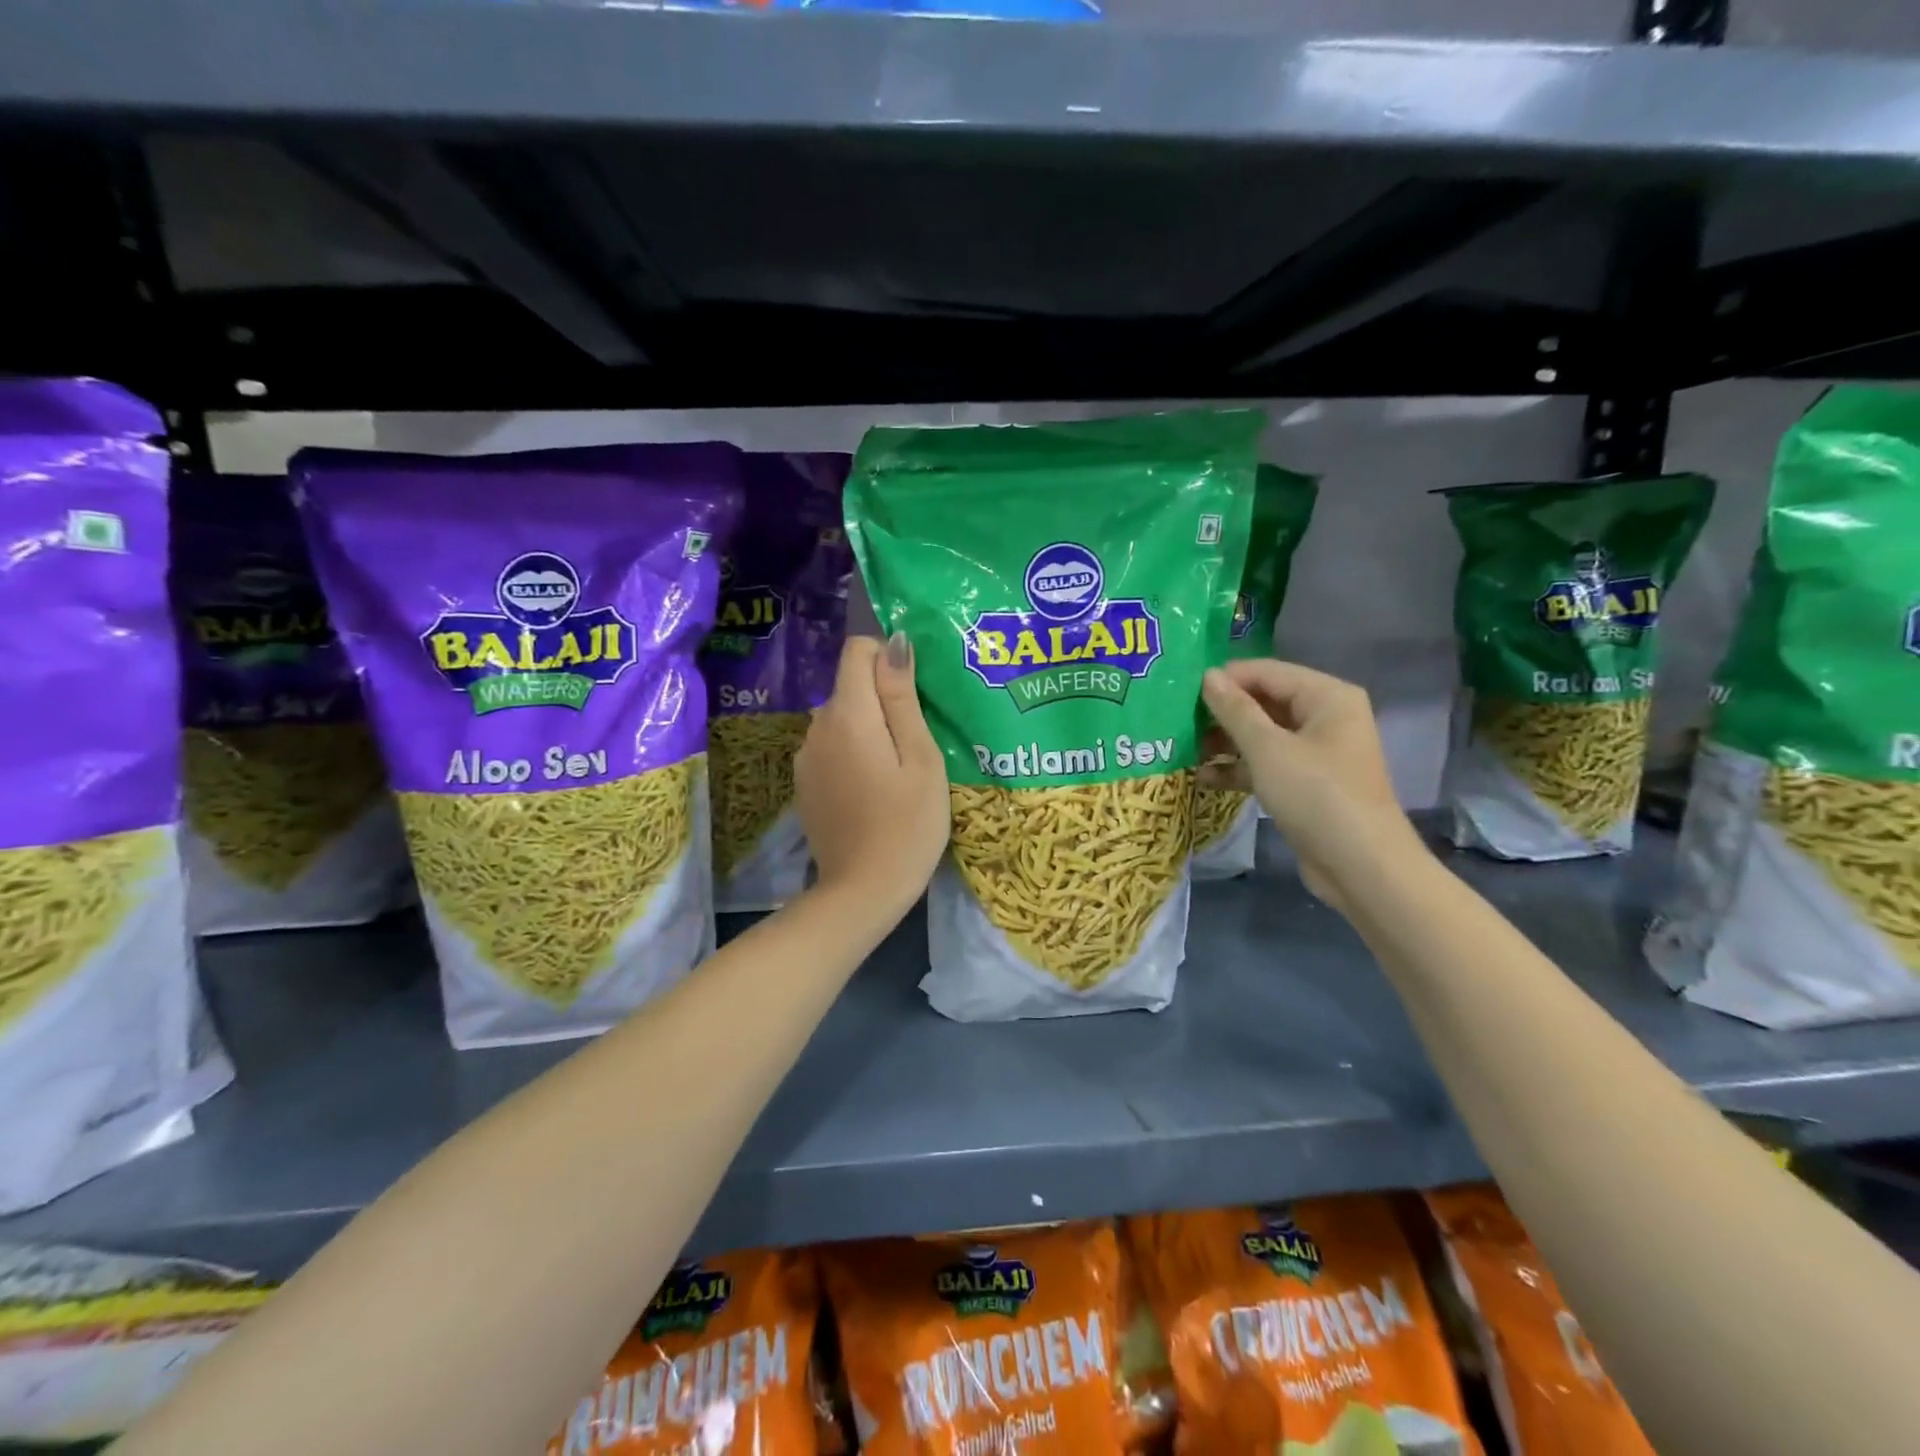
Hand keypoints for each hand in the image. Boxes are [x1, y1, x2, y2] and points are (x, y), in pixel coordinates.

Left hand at [795, 633, 949, 913]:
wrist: (863, 892)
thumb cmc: (908, 824)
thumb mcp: (920, 758)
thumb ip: (902, 697)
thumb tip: (894, 642)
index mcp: (848, 715)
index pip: (857, 650)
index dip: (888, 659)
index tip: (914, 696)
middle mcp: (816, 727)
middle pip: (850, 686)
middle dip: (883, 700)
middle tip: (918, 743)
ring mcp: (805, 758)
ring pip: (841, 719)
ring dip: (869, 729)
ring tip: (898, 771)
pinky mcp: (804, 784)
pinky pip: (831, 748)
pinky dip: (853, 754)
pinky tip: (873, 791)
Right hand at [1199, 659, 1423, 908]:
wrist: (1361, 867)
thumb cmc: (1316, 795)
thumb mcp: (1268, 749)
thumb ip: (1235, 710)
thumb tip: (1207, 676)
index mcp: (1326, 697)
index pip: (1266, 672)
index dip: (1225, 679)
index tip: (1181, 693)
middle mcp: (1325, 717)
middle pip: (1264, 702)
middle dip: (1222, 713)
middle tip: (1178, 722)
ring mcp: (1316, 752)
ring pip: (1262, 735)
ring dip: (1225, 743)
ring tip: (1185, 750)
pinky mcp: (1306, 783)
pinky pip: (1267, 764)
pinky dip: (1239, 769)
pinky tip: (1204, 778)